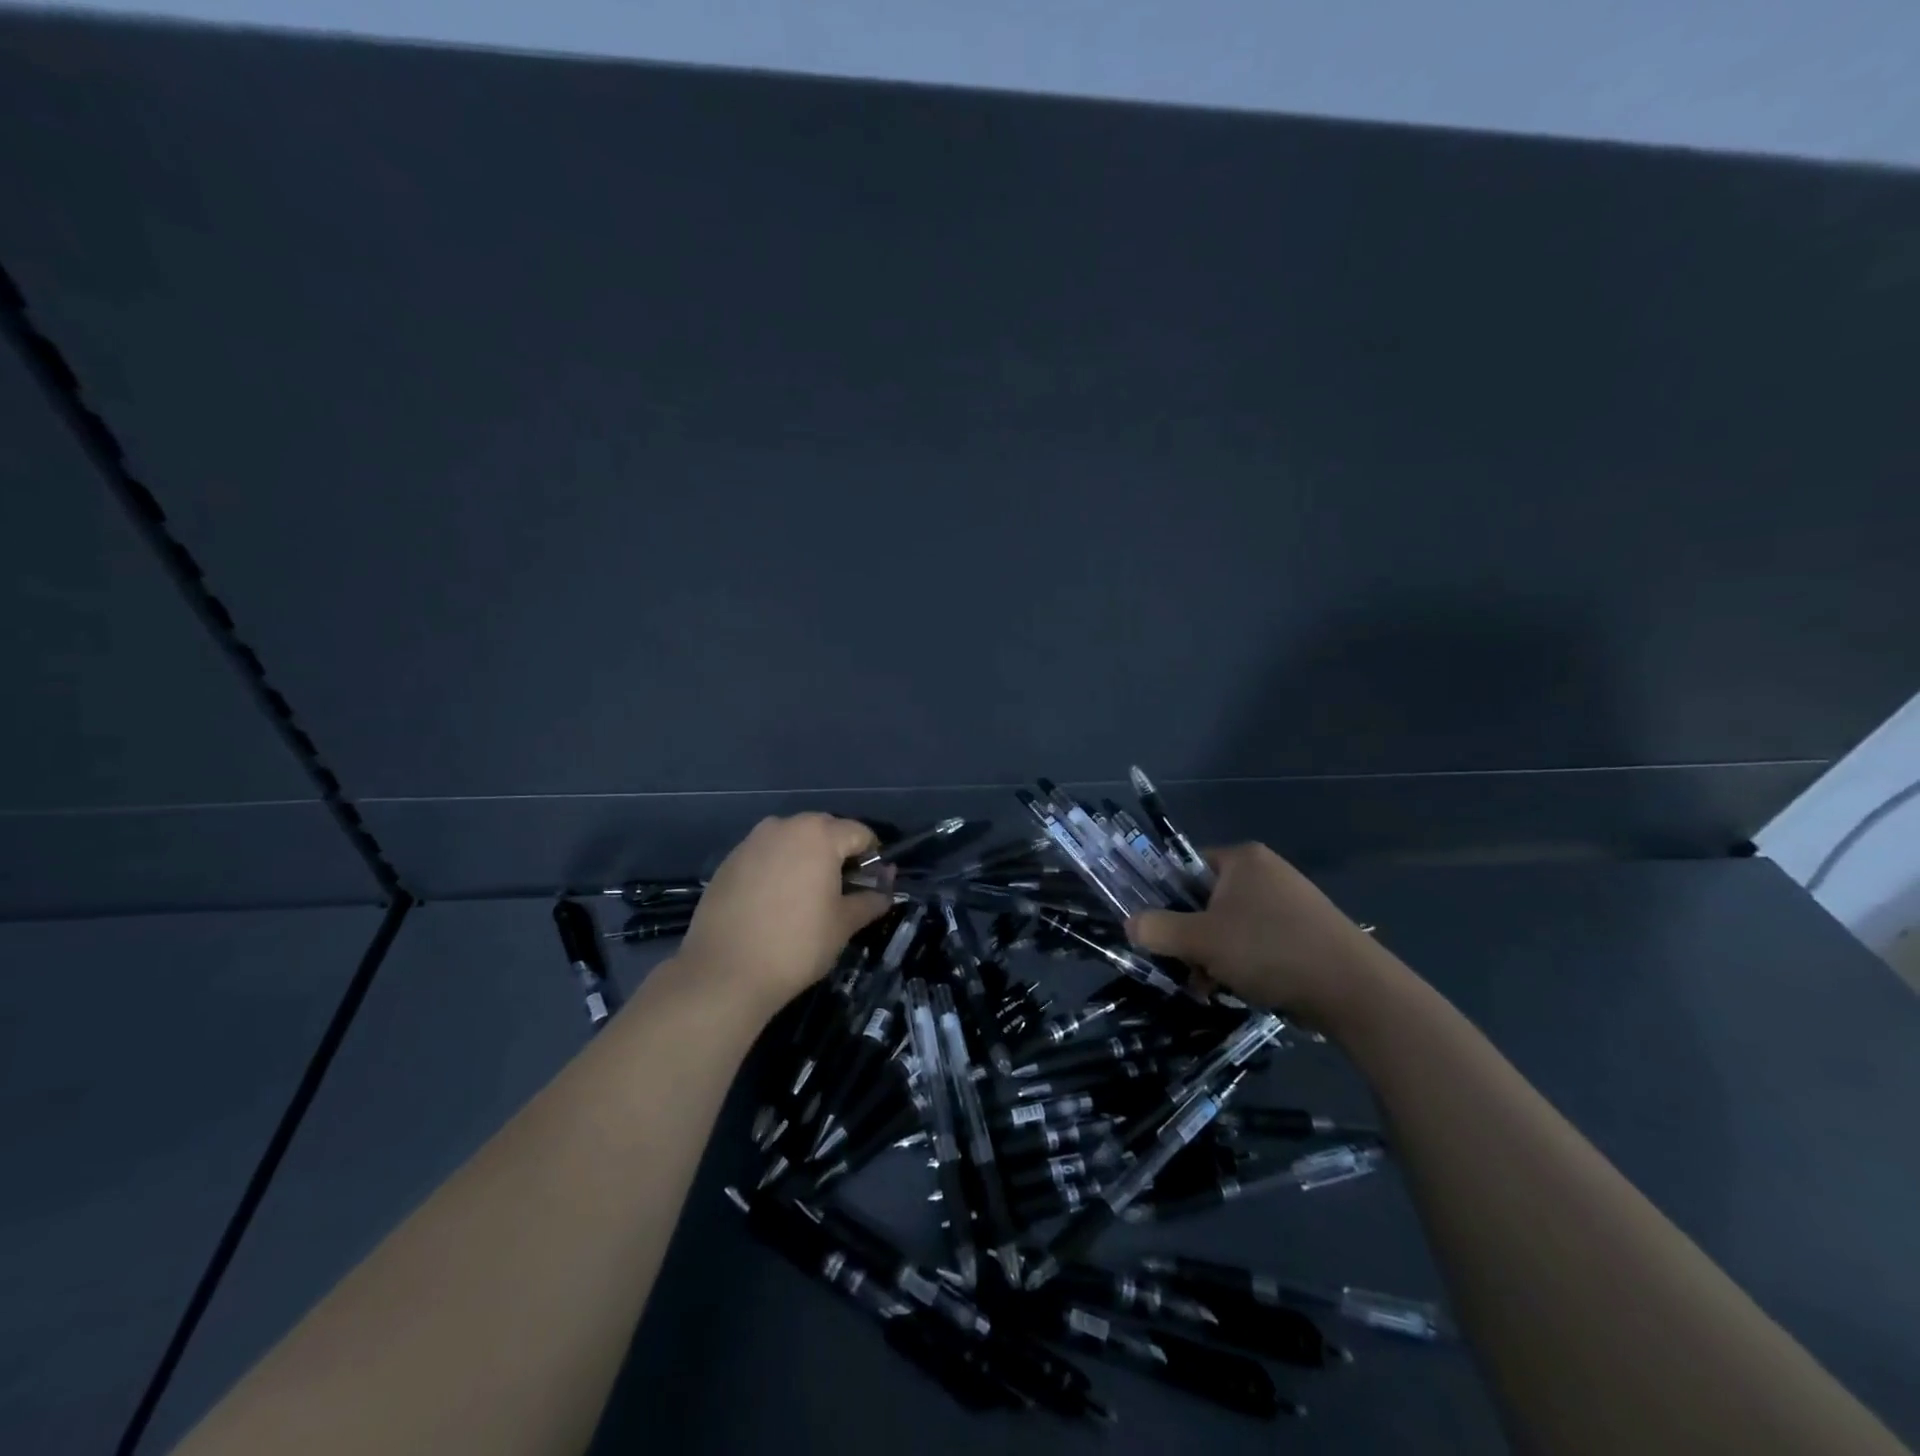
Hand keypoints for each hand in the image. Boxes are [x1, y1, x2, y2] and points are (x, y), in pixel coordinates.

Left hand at [678, 814, 891, 1015]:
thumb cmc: (796, 944)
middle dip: (838, 853)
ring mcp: (752, 842)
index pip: (859, 833)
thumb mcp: (844, 924)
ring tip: (807, 895)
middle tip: (842, 890)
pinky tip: (775, 902)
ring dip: (806, 858)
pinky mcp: (728, 862)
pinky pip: (765, 855)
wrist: (725, 973)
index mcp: (819, 835)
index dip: (873, 857)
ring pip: (791, 840)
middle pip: (824, 830)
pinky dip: (778, 869)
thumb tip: (885, 890)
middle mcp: (784, 826)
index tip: (872, 884)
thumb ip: (870, 899)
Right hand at [1127, 843, 1391, 1028]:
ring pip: (1230, 927)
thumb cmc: (1270, 951)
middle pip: (1206, 901)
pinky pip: (1257, 941)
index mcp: (1242, 859)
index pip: (1185, 868)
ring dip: (1214, 957)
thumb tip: (1130, 924)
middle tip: (1188, 968)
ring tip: (1213, 988)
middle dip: (1192, 938)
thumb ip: (1158, 929)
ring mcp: (1289, 902)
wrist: (1355, 991)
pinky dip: (1243, 963)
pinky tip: (1241, 990)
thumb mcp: (1202, 941)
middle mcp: (1266, 872)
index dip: (1166, 898)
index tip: (1159, 932)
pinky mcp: (1306, 932)